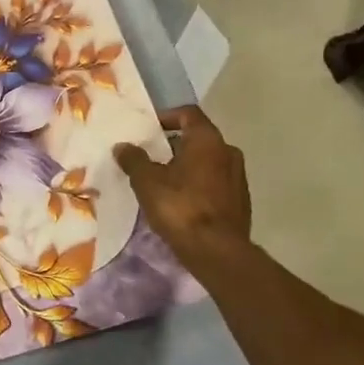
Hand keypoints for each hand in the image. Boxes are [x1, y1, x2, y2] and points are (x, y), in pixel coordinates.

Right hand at [113, 106, 251, 261]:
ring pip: (208, 161)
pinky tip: (180, 201)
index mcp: (207, 140)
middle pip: (198, 138)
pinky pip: (214, 182)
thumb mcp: (147, 182)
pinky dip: (197, 184)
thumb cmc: (180, 207)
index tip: (148, 130)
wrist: (216, 250)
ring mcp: (238, 177)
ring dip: (186, 165)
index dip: (167, 117)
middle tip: (150, 156)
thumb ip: (134, 160)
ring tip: (162, 180)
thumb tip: (123, 146)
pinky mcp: (240, 200)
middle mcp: (228, 152)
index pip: (188, 114)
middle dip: (173, 144)